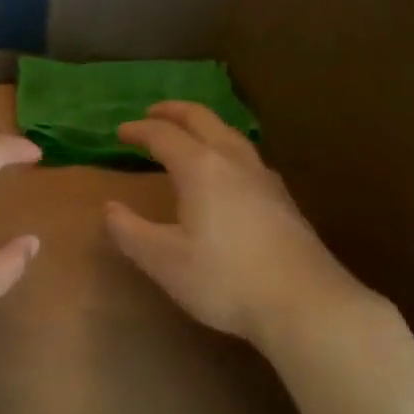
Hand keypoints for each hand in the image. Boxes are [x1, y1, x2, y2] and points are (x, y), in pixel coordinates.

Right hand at [105, 102, 369, 349]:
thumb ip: (131, 232)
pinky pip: (247, 156)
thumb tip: (110, 209)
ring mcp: (264, 177)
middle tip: (154, 112)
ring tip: (191, 136)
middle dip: (175, 111)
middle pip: (203, 120)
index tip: (121, 131)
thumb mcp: (164, 261)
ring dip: (204, 126)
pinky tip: (229, 172)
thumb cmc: (225, 279)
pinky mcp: (283, 198)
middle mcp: (234, 161)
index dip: (139, 130)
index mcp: (201, 168)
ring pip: (231, 135)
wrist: (303, 302)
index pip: (164, 136)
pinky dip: (226, 148)